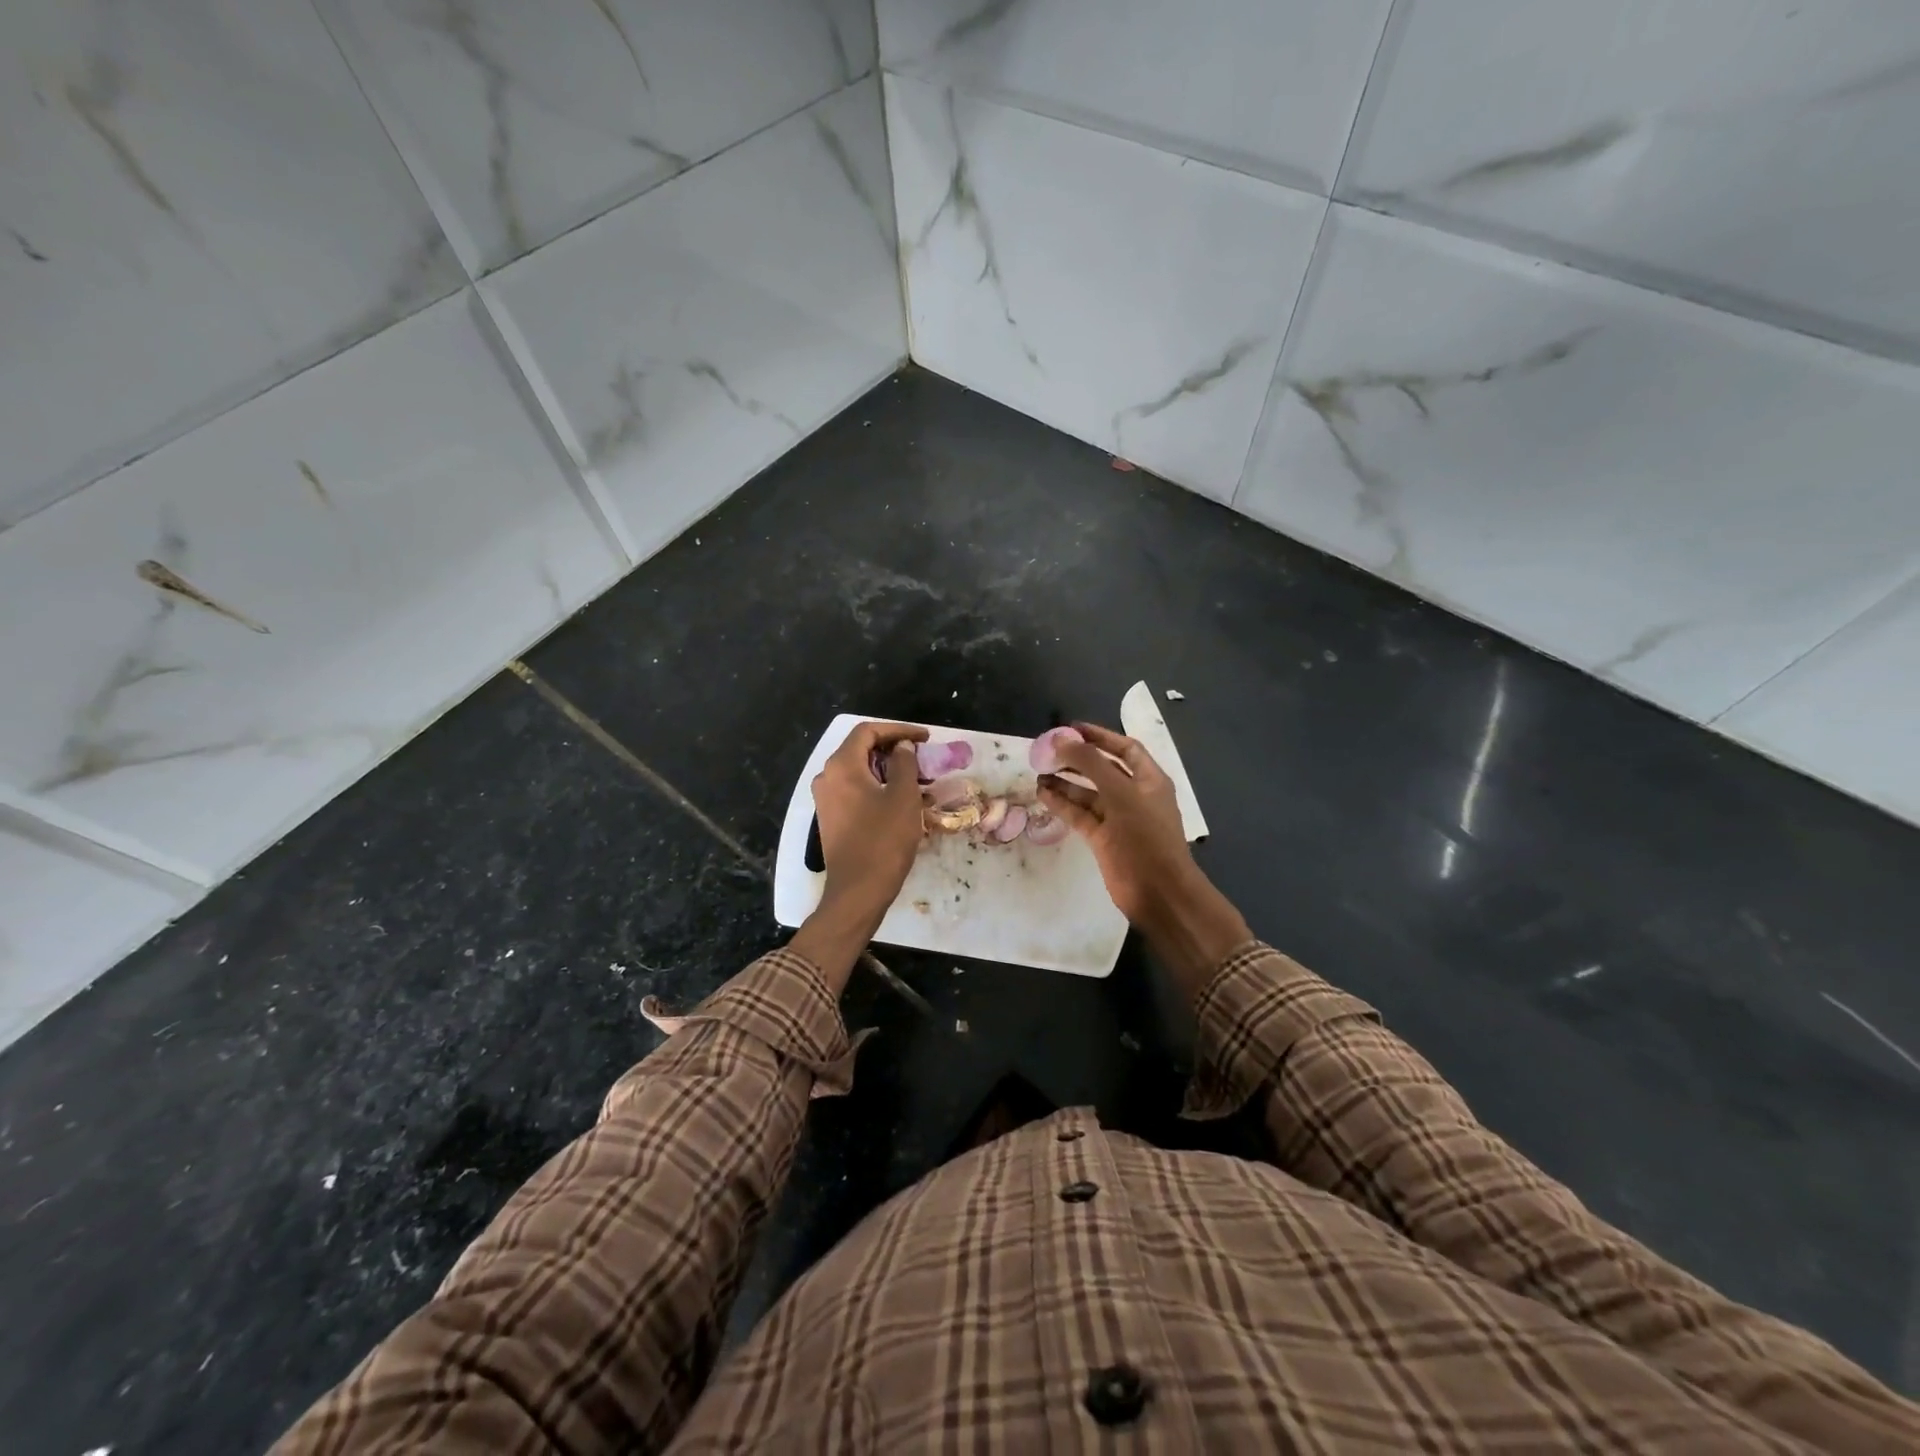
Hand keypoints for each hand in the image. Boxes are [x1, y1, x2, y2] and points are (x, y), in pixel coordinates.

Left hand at [791, 721, 927, 991]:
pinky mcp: (830, 818)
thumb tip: (902, 747)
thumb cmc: (884, 840)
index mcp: (842, 765)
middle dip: (893, 748)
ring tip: (915, 777)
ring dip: (886, 769)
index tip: (925, 738)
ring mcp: (825, 799)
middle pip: (860, 748)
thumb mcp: (903, 797)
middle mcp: (827, 777)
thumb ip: (904, 763)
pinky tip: (898, 798)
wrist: (858, 891)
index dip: (898, 730)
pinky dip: (876, 786)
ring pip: (858, 770)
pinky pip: (854, 789)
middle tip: (922, 756)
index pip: (868, 731)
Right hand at [1039, 722, 1249, 997]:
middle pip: (1102, 769)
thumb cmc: (1146, 836)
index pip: (1124, 748)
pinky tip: (1042, 794)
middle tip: (1047, 751)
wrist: (1158, 892)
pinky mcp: (1102, 839)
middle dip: (1076, 759)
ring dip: (1064, 782)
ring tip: (1037, 772)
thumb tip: (1062, 739)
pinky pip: (1079, 814)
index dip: (1099, 736)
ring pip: (1087, 793)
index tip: (1070, 728)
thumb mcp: (1121, 793)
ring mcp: (1118, 818)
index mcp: (1149, 779)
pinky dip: (1062, 804)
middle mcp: (1134, 795)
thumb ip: (1091, 763)